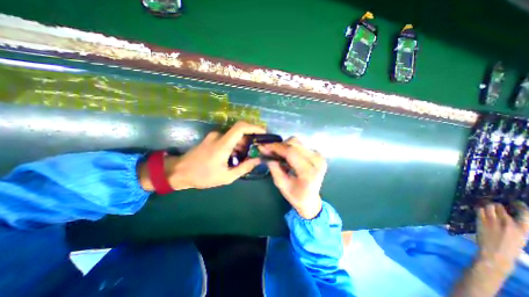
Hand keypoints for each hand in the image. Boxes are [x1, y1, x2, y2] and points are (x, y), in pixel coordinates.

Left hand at [139, 122, 266, 190]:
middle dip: (250, 141)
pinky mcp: (212, 139)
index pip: (241, 127)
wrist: (178, 172)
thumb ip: (244, 168)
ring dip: (242, 145)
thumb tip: (258, 160)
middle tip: (255, 153)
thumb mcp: (226, 177)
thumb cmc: (203, 176)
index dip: (254, 127)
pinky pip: (228, 139)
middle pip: (240, 132)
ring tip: (244, 159)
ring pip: (235, 137)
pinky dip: (235, 146)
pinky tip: (235, 157)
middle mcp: (219, 136)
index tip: (264, 133)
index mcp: (223, 144)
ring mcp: (214, 136)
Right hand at [257, 137, 326, 218]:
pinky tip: (285, 155)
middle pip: (294, 144)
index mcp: (309, 172)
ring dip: (283, 146)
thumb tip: (266, 154)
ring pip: (296, 142)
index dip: (276, 147)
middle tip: (267, 151)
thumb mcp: (282, 185)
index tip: (263, 146)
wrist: (311, 199)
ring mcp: (319, 156)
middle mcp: (317, 161)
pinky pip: (299, 145)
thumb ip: (274, 169)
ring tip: (276, 154)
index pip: (291, 152)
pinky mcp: (317, 153)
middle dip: (278, 145)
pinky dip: (289, 147)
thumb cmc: (296, 196)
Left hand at [475, 202, 528, 273]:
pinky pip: (479, 211)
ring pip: (488, 207)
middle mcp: (508, 223)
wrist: (496, 254)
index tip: (517, 203)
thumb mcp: (519, 238)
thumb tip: (509, 219)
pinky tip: (479, 208)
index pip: (525, 214)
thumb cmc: (509, 248)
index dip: (521, 206)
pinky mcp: (481, 221)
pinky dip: (479, 208)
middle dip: (497, 205)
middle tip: (495, 204)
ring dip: (487, 205)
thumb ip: (515, 228)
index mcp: (522, 229)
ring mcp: (492, 221)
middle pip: (500, 208)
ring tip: (487, 205)